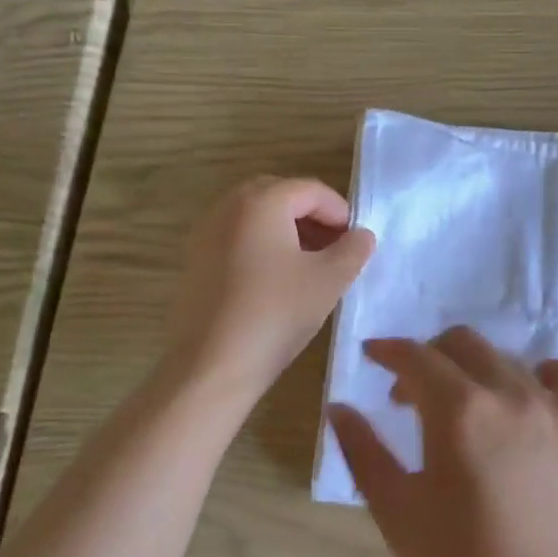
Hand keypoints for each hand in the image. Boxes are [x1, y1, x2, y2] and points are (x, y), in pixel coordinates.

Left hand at [164, 176, 374, 400]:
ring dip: (288, 230)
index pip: (311, 190)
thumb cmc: (275, 314)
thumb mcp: (329, 281)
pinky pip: (238, 237)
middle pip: (281, 196)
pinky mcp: (196, 260)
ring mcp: (206, 233)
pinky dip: (263, 246)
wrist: (210, 366)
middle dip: (312, 216)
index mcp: (261, 201)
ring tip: (311, 265)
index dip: (340, 212)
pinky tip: (278, 281)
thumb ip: (353, 250)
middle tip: (335, 248)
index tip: (356, 242)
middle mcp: (228, 207)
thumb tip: (361, 235)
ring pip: (257, 217)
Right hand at [328, 328, 557, 556]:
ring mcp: (550, 408)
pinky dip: (541, 373)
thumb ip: (363, 450)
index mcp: (459, 410)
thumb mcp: (396, 510)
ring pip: (505, 357)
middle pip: (461, 344)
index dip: (388, 350)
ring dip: (472, 368)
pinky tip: (523, 398)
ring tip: (458, 406)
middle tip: (406, 398)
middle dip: (426, 357)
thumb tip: (339, 407)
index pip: (416, 356)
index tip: (370, 356)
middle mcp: (508, 393)